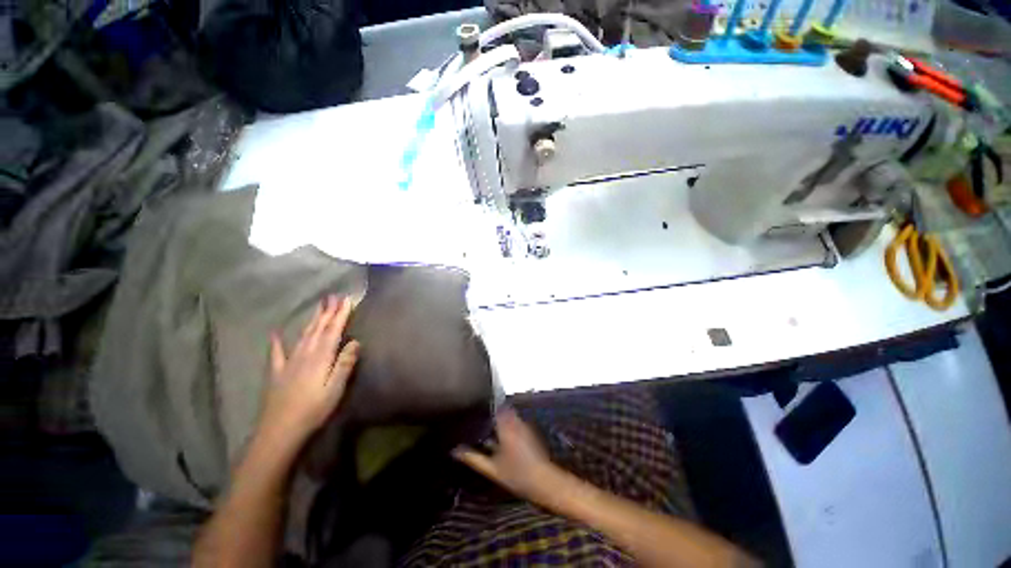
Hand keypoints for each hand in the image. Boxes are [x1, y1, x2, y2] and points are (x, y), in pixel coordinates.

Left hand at [258, 295, 359, 448]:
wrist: (280, 431)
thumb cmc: (314, 409)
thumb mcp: (336, 388)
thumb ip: (345, 363)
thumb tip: (356, 341)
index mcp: (321, 357)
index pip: (333, 331)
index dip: (340, 315)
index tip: (347, 300)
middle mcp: (305, 354)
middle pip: (318, 329)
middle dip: (327, 312)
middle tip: (333, 297)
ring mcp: (289, 363)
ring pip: (303, 336)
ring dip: (312, 320)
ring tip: (319, 307)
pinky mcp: (278, 373)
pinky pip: (277, 353)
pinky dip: (277, 342)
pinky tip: (275, 333)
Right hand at [453, 409, 562, 504]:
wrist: (543, 481)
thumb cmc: (517, 475)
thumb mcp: (491, 468)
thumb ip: (473, 458)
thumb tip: (455, 451)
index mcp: (505, 426)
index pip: (493, 409)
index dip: (484, 408)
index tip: (474, 411)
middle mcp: (515, 422)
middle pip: (501, 411)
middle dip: (491, 414)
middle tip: (478, 421)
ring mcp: (523, 426)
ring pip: (508, 417)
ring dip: (499, 420)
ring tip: (486, 429)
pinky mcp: (529, 433)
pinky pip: (515, 424)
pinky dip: (507, 427)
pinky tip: (500, 439)